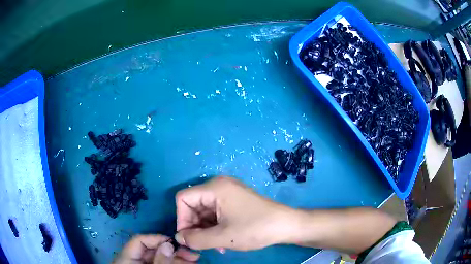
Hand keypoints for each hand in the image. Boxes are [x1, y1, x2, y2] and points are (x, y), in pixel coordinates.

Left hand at [113, 234, 199, 263]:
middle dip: (172, 251)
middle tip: (192, 254)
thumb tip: (168, 244)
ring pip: (159, 258)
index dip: (157, 239)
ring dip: (176, 258)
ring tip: (194, 260)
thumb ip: (160, 261)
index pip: (139, 240)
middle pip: (152, 250)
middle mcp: (133, 260)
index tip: (176, 243)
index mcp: (126, 258)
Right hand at [175, 177, 292, 251]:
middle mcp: (219, 186)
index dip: (181, 219)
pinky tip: (222, 240)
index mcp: (215, 188)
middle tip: (202, 244)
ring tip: (215, 245)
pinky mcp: (234, 201)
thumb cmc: (255, 229)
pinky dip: (214, 227)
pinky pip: (216, 213)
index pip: (183, 198)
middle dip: (195, 226)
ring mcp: (228, 193)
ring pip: (204, 211)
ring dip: (205, 229)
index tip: (189, 237)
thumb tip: (178, 238)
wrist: (286, 225)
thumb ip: (195, 239)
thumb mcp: (222, 237)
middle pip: (193, 205)